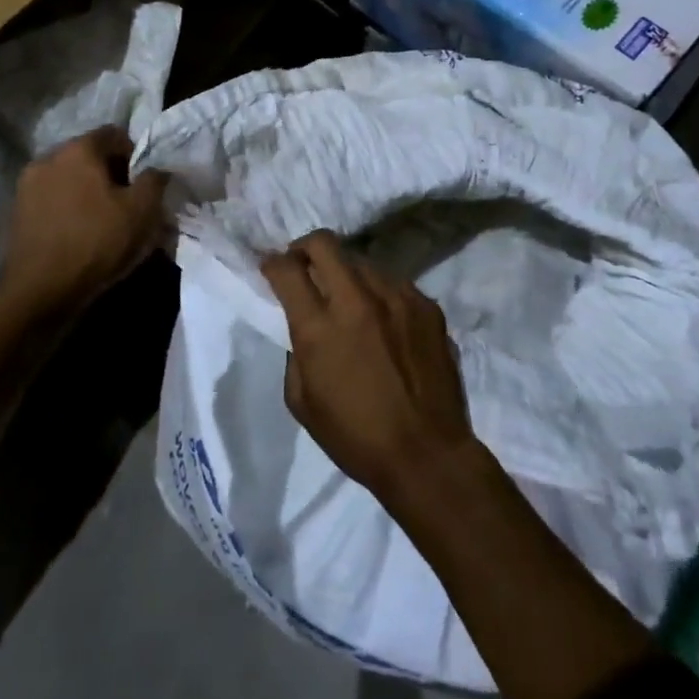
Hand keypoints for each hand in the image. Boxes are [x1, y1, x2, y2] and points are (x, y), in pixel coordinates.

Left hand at [1, 127, 167, 314]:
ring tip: (103, 221)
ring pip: (69, 177)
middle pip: (90, 154)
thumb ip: (155, 180)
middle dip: (111, 173)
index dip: (135, 155)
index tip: (143, 184)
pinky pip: (53, 198)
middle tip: (127, 203)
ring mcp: (27, 184)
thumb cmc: (97, 243)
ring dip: (88, 191)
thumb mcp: (143, 211)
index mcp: (79, 149)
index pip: (115, 134)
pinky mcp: (17, 210)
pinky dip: (69, 207)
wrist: (41, 291)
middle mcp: (48, 157)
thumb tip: (157, 169)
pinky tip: (79, 233)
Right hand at [261, 231, 479, 507]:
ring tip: (350, 301)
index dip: (272, 263)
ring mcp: (398, 298)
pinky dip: (380, 295)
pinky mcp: (427, 305)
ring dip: (347, 274)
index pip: (287, 269)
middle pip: (325, 243)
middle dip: (306, 248)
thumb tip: (301, 323)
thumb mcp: (302, 401)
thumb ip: (296, 351)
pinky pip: (395, 284)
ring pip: (363, 262)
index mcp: (320, 327)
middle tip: (305, 267)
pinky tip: (385, 322)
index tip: (271, 268)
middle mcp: (358, 300)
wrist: (427, 454)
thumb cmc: (355, 437)